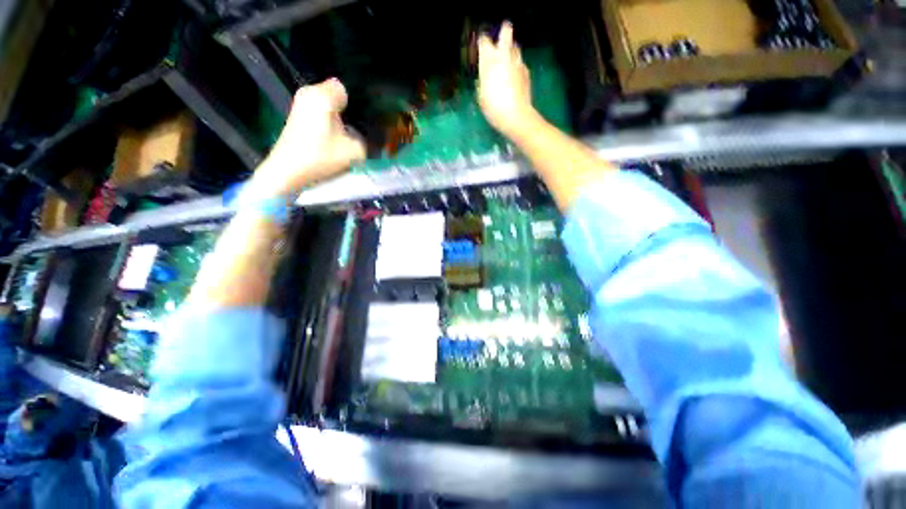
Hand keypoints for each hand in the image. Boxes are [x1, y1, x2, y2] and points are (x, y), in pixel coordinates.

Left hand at [248, 79, 365, 199]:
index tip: (358, 121)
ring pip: (326, 104)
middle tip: (353, 130)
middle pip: (334, 95)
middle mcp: (309, 93)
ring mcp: (299, 104)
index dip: (354, 104)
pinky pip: (318, 112)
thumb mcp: (355, 152)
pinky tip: (329, 138)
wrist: (288, 171)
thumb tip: (362, 138)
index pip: (344, 88)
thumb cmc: (321, 157)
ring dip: (336, 118)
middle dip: (345, 110)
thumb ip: (365, 141)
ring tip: (342, 136)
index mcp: (323, 96)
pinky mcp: (296, 117)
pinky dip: (325, 122)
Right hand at [477, 22, 536, 135]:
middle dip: (504, 31)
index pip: (484, 41)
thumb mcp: (481, 96)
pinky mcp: (526, 72)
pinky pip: (520, 63)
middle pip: (506, 33)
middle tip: (503, 31)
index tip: (481, 43)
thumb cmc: (494, 107)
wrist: (516, 116)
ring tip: (508, 56)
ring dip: (511, 48)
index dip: (482, 40)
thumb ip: (483, 81)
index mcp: (490, 61)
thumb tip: (484, 76)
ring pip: (515, 47)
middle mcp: (504, 56)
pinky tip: (514, 74)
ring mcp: (517, 63)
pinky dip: (517, 65)